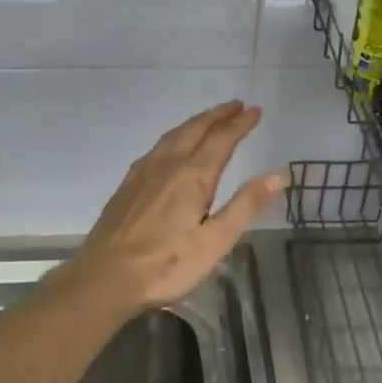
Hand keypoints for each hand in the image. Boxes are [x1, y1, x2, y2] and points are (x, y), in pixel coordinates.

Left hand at [65, 100, 281, 313]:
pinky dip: (174, 136)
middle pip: (196, 129)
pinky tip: (171, 146)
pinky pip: (156, 147)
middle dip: (218, 115)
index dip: (241, 124)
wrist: (105, 277)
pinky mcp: (127, 185)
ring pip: (173, 135)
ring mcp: (143, 172)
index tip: (256, 111)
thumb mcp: (215, 241)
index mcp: (193, 176)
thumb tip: (276, 175)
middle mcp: (168, 165)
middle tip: (236, 105)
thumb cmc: (167, 264)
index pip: (222, 139)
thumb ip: (245, 206)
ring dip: (195, 122)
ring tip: (209, 118)